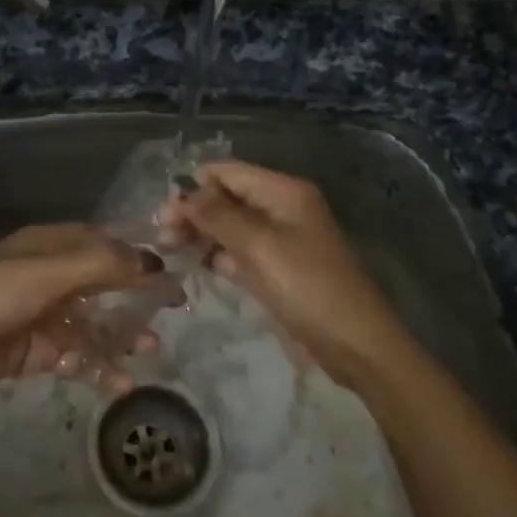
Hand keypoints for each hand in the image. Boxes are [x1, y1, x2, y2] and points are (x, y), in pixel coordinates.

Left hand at [0, 224, 179, 398]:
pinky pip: (75, 356)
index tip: (173, 270)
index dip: (139, 255)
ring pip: (93, 323)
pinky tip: (118, 382)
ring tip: (150, 351)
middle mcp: (50, 276)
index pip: (105, 244)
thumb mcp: (51, 272)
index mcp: (51, 246)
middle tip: (174, 312)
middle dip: (137, 297)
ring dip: (121, 336)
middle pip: (104, 284)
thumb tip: (155, 261)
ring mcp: (42, 315)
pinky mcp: (34, 351)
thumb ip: (104, 266)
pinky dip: (96, 367)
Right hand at [160, 160, 406, 387]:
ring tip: (168, 251)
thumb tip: (183, 191)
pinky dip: (216, 256)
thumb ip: (217, 215)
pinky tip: (194, 266)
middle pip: (226, 198)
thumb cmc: (308, 287)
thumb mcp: (259, 246)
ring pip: (228, 226)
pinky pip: (238, 252)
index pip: (227, 172)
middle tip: (162, 237)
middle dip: (193, 211)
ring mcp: (278, 240)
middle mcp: (280, 208)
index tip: (164, 214)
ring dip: (200, 234)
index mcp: (282, 191)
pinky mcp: (275, 269)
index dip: (194, 186)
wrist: (354, 344)